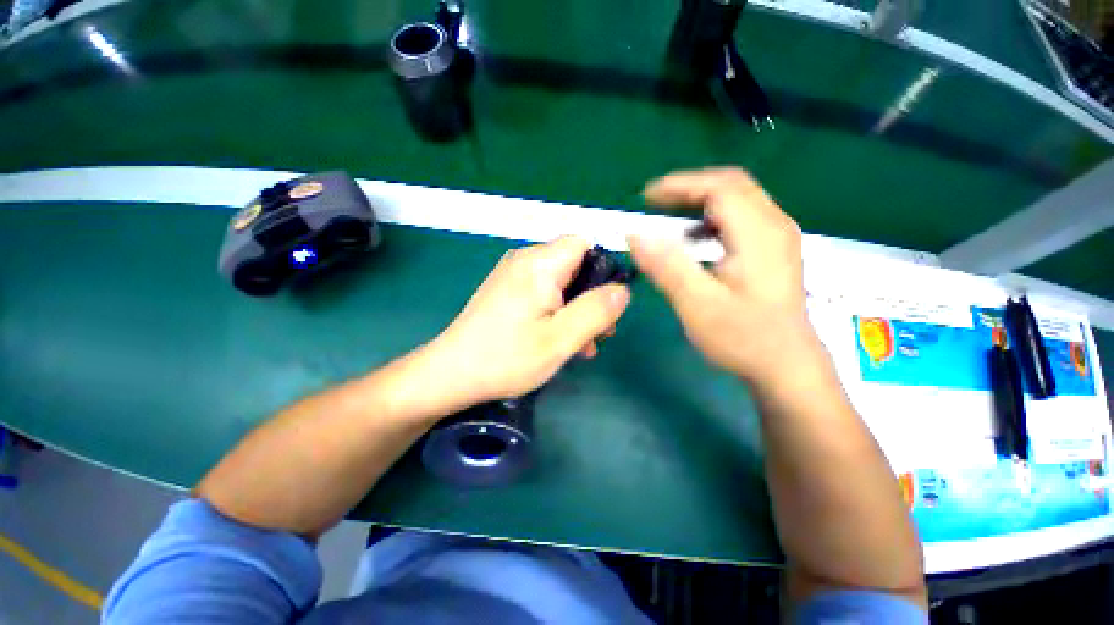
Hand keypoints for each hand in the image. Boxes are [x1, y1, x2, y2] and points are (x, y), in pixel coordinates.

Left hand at [428, 236, 630, 406]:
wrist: (450, 374)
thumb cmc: (507, 357)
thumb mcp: (560, 339)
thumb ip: (596, 311)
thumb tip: (622, 290)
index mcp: (540, 264)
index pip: (584, 244)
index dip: (602, 269)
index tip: (607, 304)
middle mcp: (525, 260)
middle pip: (573, 264)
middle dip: (591, 296)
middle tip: (599, 333)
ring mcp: (513, 275)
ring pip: (560, 281)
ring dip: (576, 309)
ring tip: (582, 345)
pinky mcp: (506, 290)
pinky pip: (543, 292)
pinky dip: (557, 311)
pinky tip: (559, 340)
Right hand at [628, 168, 816, 383]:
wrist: (787, 367)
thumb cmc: (743, 338)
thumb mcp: (698, 304)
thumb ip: (667, 266)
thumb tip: (634, 235)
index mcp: (759, 233)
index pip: (719, 187)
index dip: (680, 185)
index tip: (645, 198)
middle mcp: (774, 225)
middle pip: (732, 185)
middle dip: (689, 189)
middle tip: (654, 204)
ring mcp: (778, 237)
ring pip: (738, 199)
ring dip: (700, 202)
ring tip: (670, 219)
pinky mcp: (773, 251)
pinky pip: (741, 218)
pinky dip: (712, 219)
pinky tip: (696, 241)